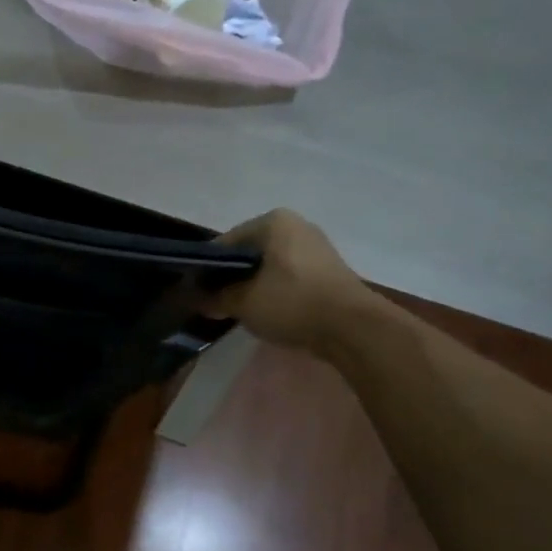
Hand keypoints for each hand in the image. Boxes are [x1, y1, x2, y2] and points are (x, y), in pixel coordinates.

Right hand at [207, 208, 376, 354]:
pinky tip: (268, 311)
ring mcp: (315, 247)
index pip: (225, 243)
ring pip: (269, 266)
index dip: (207, 269)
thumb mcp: (242, 302)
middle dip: (231, 277)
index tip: (198, 293)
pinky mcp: (327, 270)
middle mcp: (295, 225)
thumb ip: (215, 298)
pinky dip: (274, 290)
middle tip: (217, 303)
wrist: (353, 328)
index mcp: (272, 222)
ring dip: (252, 285)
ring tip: (240, 310)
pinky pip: (288, 276)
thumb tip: (198, 299)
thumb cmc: (292, 303)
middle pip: (249, 253)